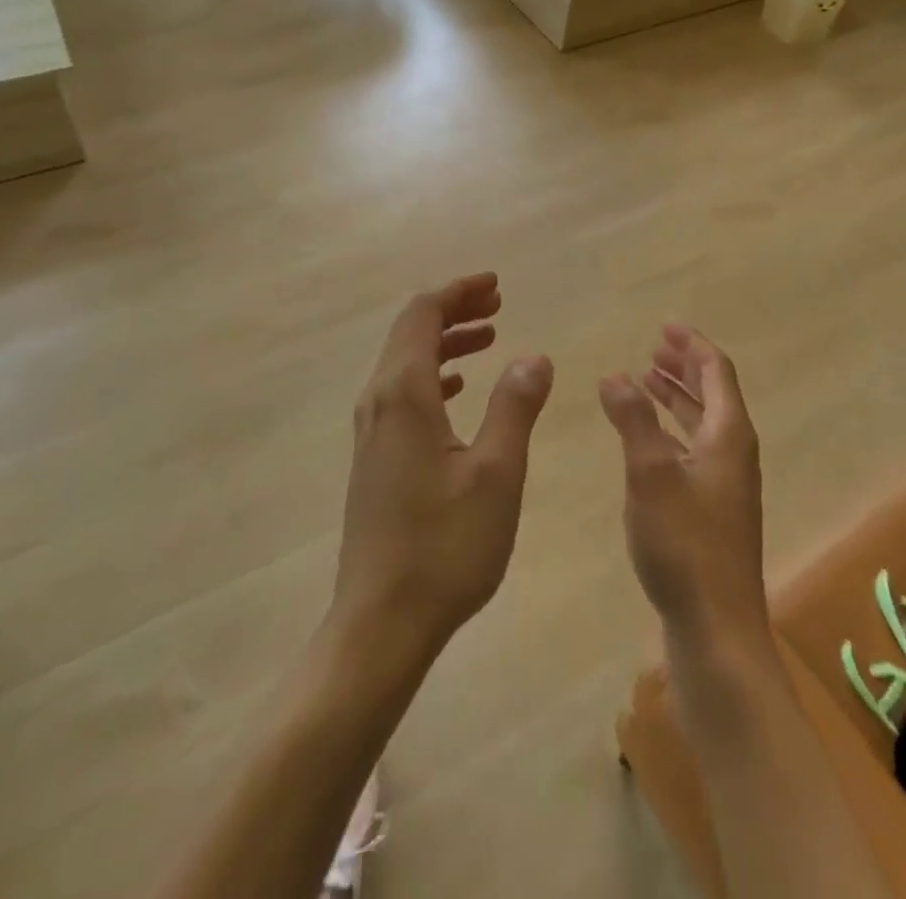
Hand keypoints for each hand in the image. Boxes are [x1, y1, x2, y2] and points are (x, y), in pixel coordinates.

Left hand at [331, 273, 554, 661]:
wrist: (381, 621)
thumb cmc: (445, 546)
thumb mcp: (496, 472)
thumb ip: (515, 406)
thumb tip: (533, 356)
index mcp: (404, 393)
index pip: (423, 313)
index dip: (458, 291)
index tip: (495, 285)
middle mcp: (379, 401)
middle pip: (410, 331)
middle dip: (453, 310)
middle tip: (498, 304)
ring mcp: (371, 430)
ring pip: (406, 362)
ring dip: (445, 342)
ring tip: (489, 338)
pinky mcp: (374, 456)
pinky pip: (403, 393)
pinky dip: (434, 375)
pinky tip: (459, 389)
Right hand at [599, 325, 770, 656]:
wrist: (716, 627)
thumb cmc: (684, 543)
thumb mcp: (650, 472)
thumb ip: (632, 419)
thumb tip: (615, 375)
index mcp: (728, 435)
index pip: (716, 373)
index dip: (692, 345)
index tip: (666, 325)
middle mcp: (734, 453)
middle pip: (713, 395)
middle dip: (684, 368)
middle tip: (654, 347)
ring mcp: (726, 485)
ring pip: (702, 424)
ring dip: (676, 398)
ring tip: (645, 380)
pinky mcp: (714, 511)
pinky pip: (693, 450)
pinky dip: (671, 430)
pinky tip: (647, 438)